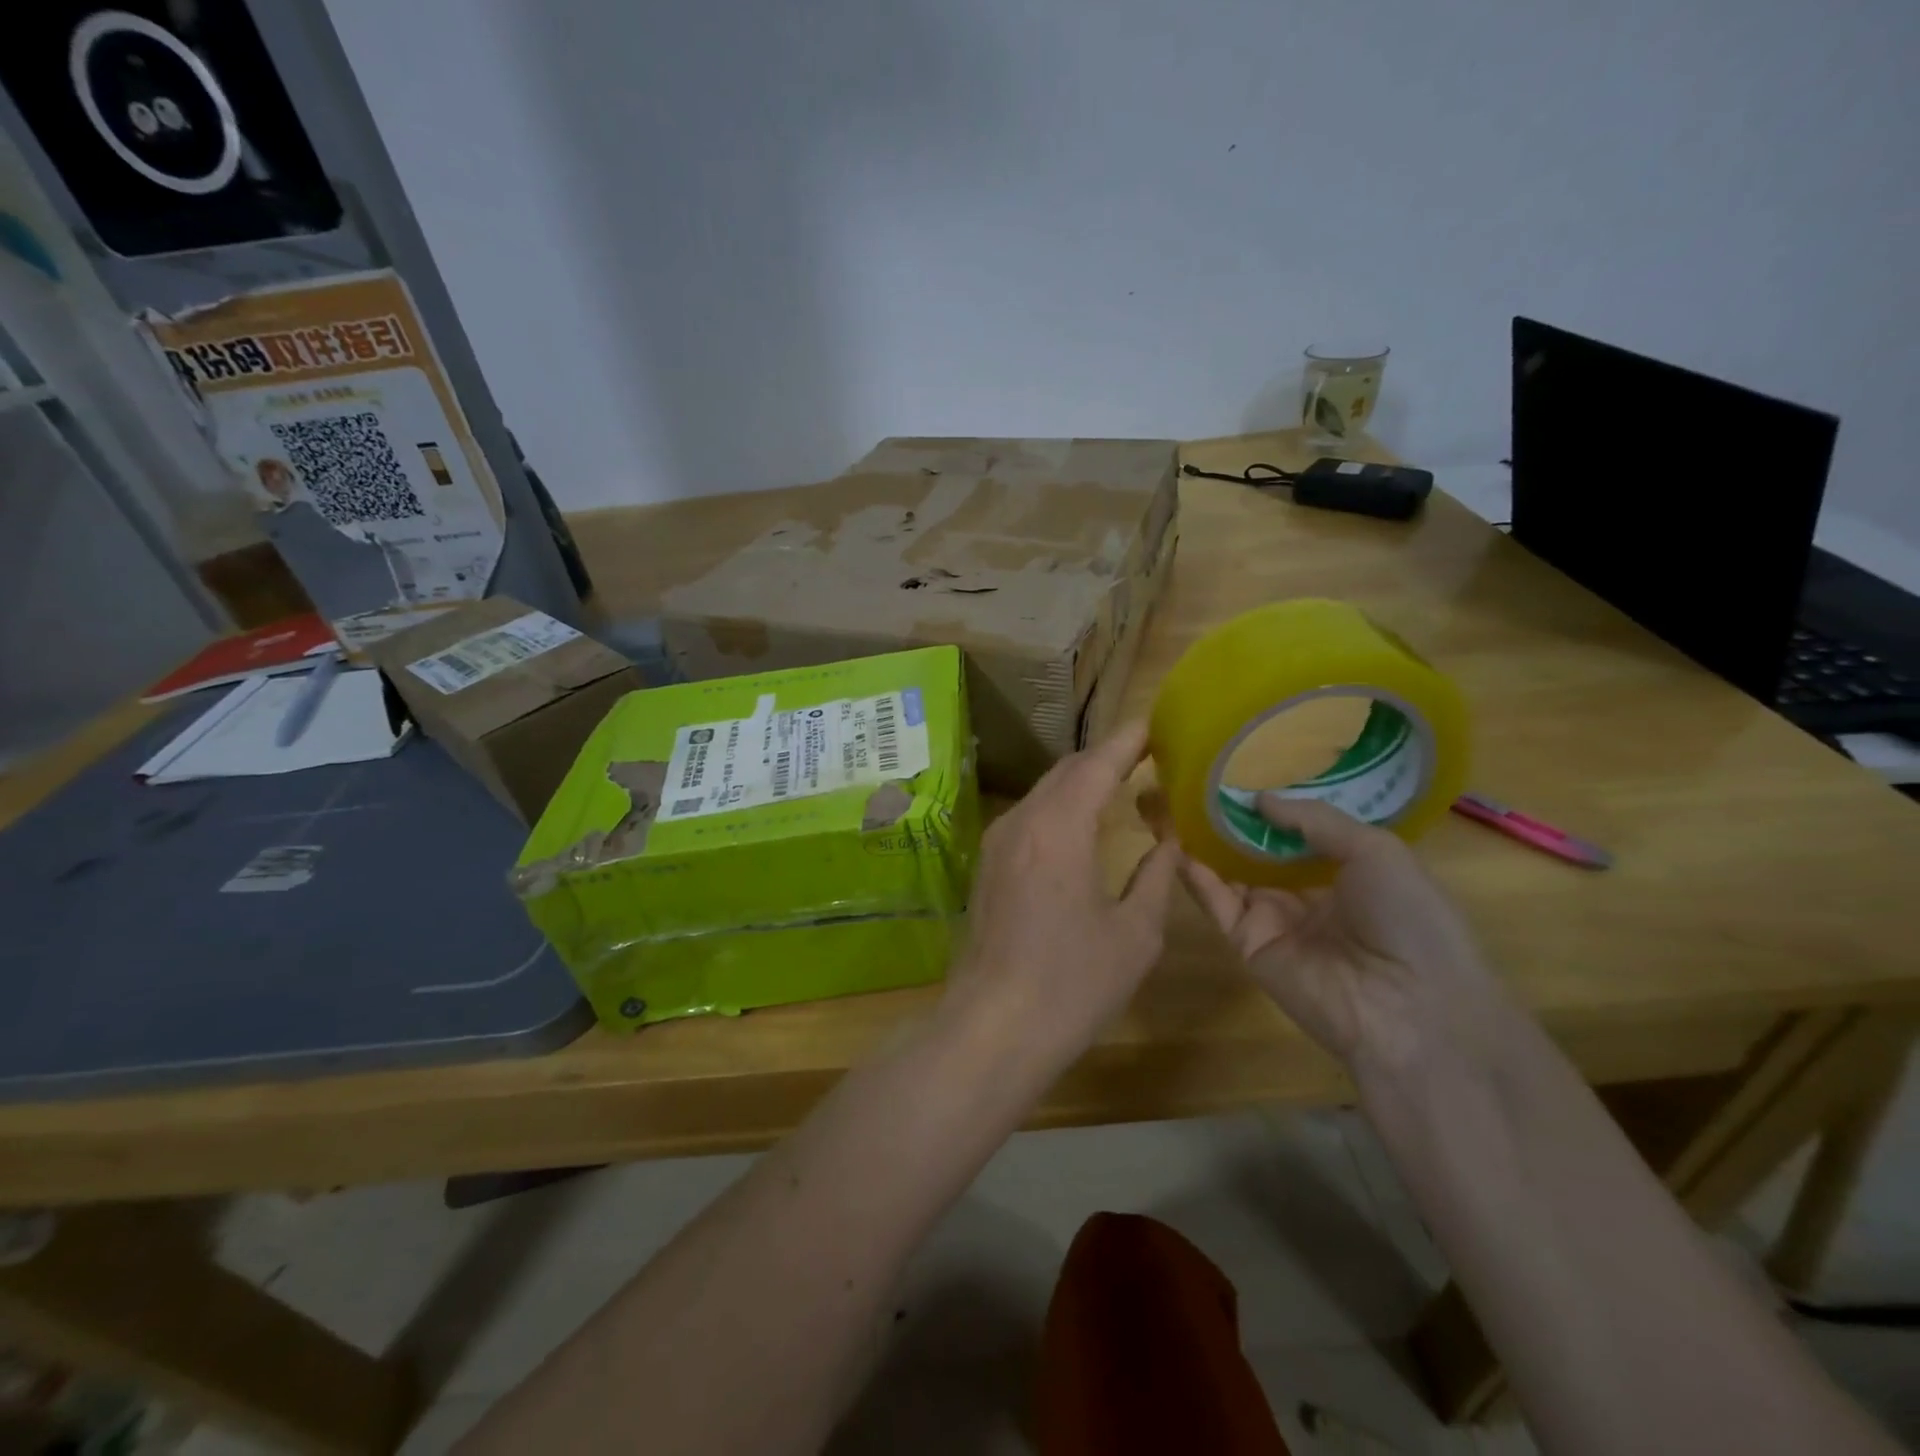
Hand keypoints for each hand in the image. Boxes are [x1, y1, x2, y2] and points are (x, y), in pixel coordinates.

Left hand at [949, 722, 1181, 1060]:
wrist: (994, 1027)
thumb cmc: (1072, 983)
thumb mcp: (1134, 933)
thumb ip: (1156, 877)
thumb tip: (1170, 842)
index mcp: (1059, 829)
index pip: (1096, 765)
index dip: (1126, 741)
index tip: (1154, 723)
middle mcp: (1022, 822)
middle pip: (1066, 771)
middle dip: (1105, 757)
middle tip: (1146, 753)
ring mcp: (997, 842)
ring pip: (1044, 792)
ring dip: (1080, 781)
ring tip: (1120, 781)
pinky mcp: (987, 864)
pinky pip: (1029, 816)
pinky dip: (1060, 805)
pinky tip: (1082, 822)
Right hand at [1177, 795, 1511, 1082]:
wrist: (1408, 1007)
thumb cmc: (1407, 917)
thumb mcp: (1376, 850)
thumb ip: (1313, 820)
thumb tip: (1258, 798)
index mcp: (1345, 872)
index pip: (1295, 834)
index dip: (1267, 808)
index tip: (1233, 777)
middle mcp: (1305, 893)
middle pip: (1256, 851)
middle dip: (1226, 822)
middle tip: (1189, 786)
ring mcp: (1274, 919)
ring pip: (1229, 873)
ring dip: (1202, 842)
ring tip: (1169, 805)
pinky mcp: (1247, 943)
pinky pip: (1218, 903)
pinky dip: (1195, 874)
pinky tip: (1174, 843)